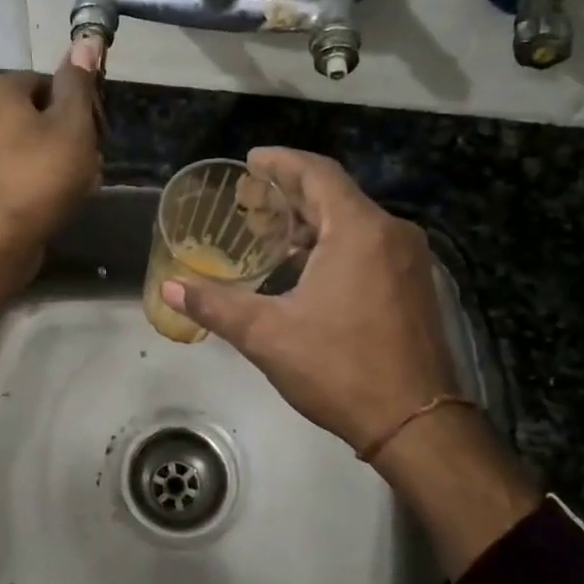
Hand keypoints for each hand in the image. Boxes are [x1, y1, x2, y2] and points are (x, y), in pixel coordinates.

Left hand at [0, 58, 100, 321]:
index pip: (47, 83)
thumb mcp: (72, 124)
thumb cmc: (38, 175)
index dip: (78, 107)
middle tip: (90, 163)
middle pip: (34, 114)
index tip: (95, 134)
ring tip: (75, 186)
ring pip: (23, 144)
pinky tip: (50, 201)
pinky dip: (30, 180)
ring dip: (52, 160)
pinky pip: (9, 171)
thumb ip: (78, 83)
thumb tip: (84, 41)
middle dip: (65, 135)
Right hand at [161, 147, 457, 453]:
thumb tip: (168, 288)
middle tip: (248, 198)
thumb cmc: (339, 368)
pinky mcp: (414, 285)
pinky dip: (333, 243)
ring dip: (311, 221)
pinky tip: (304, 266)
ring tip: (269, 231)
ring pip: (353, 222)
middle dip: (290, 192)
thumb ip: (215, 305)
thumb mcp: (267, 335)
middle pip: (335, 195)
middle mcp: (390, 233)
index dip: (280, 162)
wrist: (416, 423)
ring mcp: (409, 260)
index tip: (250, 160)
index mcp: (359, 230)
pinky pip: (369, 245)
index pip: (317, 173)